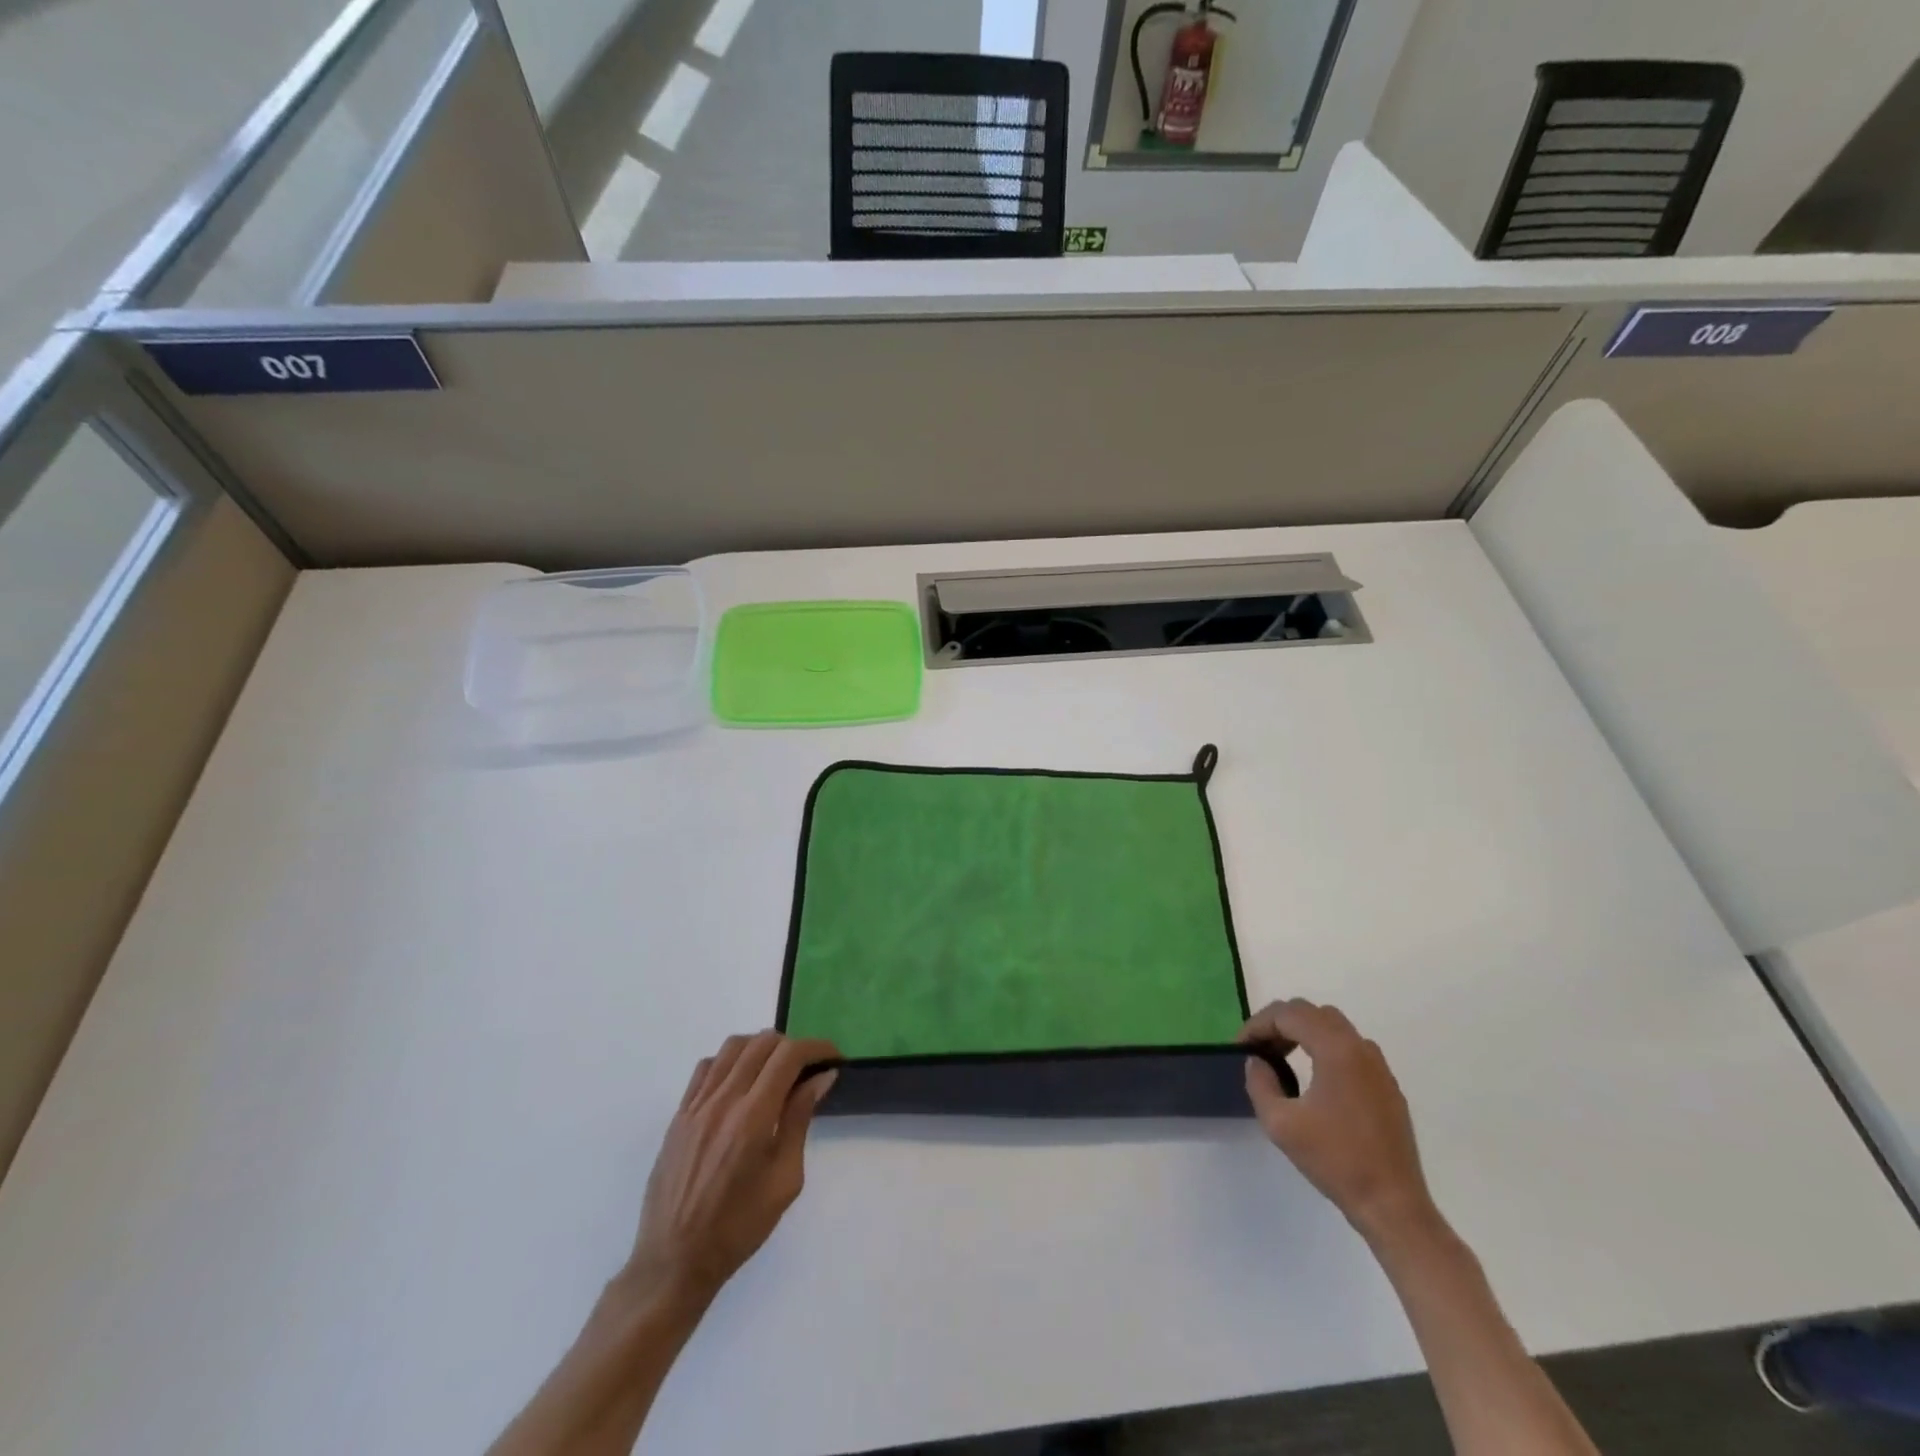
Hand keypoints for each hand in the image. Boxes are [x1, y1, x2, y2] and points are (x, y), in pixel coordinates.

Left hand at [623, 1031, 839, 1312]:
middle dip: (792, 1046)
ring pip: (732, 1047)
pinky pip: (706, 1068)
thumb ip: (800, 1120)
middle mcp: (723, 1101)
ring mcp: (696, 1105)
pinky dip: (730, 1062)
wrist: (674, 1262)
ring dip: (760, 1048)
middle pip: (761, 1043)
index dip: (816, 1047)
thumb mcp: (784, 1180)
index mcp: (753, 1118)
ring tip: (775, 1070)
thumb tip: (821, 1077)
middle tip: (808, 1067)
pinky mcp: (679, 1115)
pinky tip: (740, 1083)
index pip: (788, 1055)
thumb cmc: (739, 1227)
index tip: (833, 1057)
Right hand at [1241, 999, 1435, 1243]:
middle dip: (1279, 1023)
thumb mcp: (1280, 1123)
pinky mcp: (1387, 1086)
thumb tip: (1258, 1062)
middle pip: (1312, 1013)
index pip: (1289, 1014)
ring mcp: (1378, 1067)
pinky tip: (1312, 1078)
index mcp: (1336, 1049)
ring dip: (1302, 1032)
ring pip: (1333, 1027)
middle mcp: (1360, 1048)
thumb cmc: (1335, 1160)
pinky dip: (1324, 1047)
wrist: (1392, 1205)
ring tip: (1281, 1059)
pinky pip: (1350, 1048)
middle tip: (1258, 1048)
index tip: (1240, 1047)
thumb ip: (1260, 1083)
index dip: (1258, 1024)